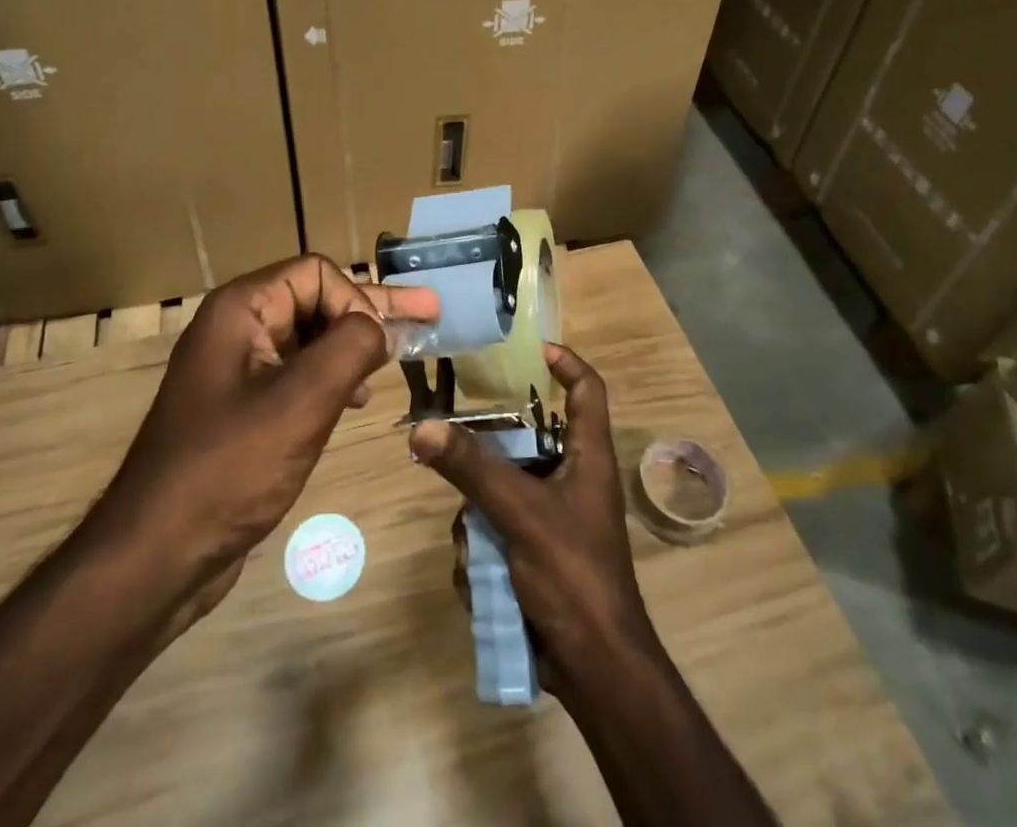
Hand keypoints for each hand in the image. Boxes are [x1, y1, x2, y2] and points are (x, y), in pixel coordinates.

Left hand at [92, 255, 438, 630]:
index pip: (316, 273)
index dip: (355, 300)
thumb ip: (350, 348)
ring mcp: (237, 368)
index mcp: (241, 309)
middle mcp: (236, 327)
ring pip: (309, 337)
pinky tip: (357, 397)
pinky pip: (297, 372)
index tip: (380, 346)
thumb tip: (377, 325)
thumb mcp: (301, 401)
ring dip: (354, 344)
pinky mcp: (242, 406)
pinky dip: (332, 376)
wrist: (157, 555)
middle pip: (315, 299)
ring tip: (399, 357)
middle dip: (372, 310)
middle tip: (429, 312)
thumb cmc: (229, 468)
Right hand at [409, 345, 656, 695]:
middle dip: (487, 454)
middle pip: (525, 439)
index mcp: (588, 456)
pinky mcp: (533, 550)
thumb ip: (472, 469)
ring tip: (474, 543)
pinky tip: (480, 578)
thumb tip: (421, 427)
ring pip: (499, 489)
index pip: (587, 388)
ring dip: (478, 517)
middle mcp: (571, 477)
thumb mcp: (521, 513)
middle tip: (454, 444)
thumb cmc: (574, 574)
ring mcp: (550, 516)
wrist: (594, 670)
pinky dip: (482, 551)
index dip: (565, 361)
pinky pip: (495, 530)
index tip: (530, 348)